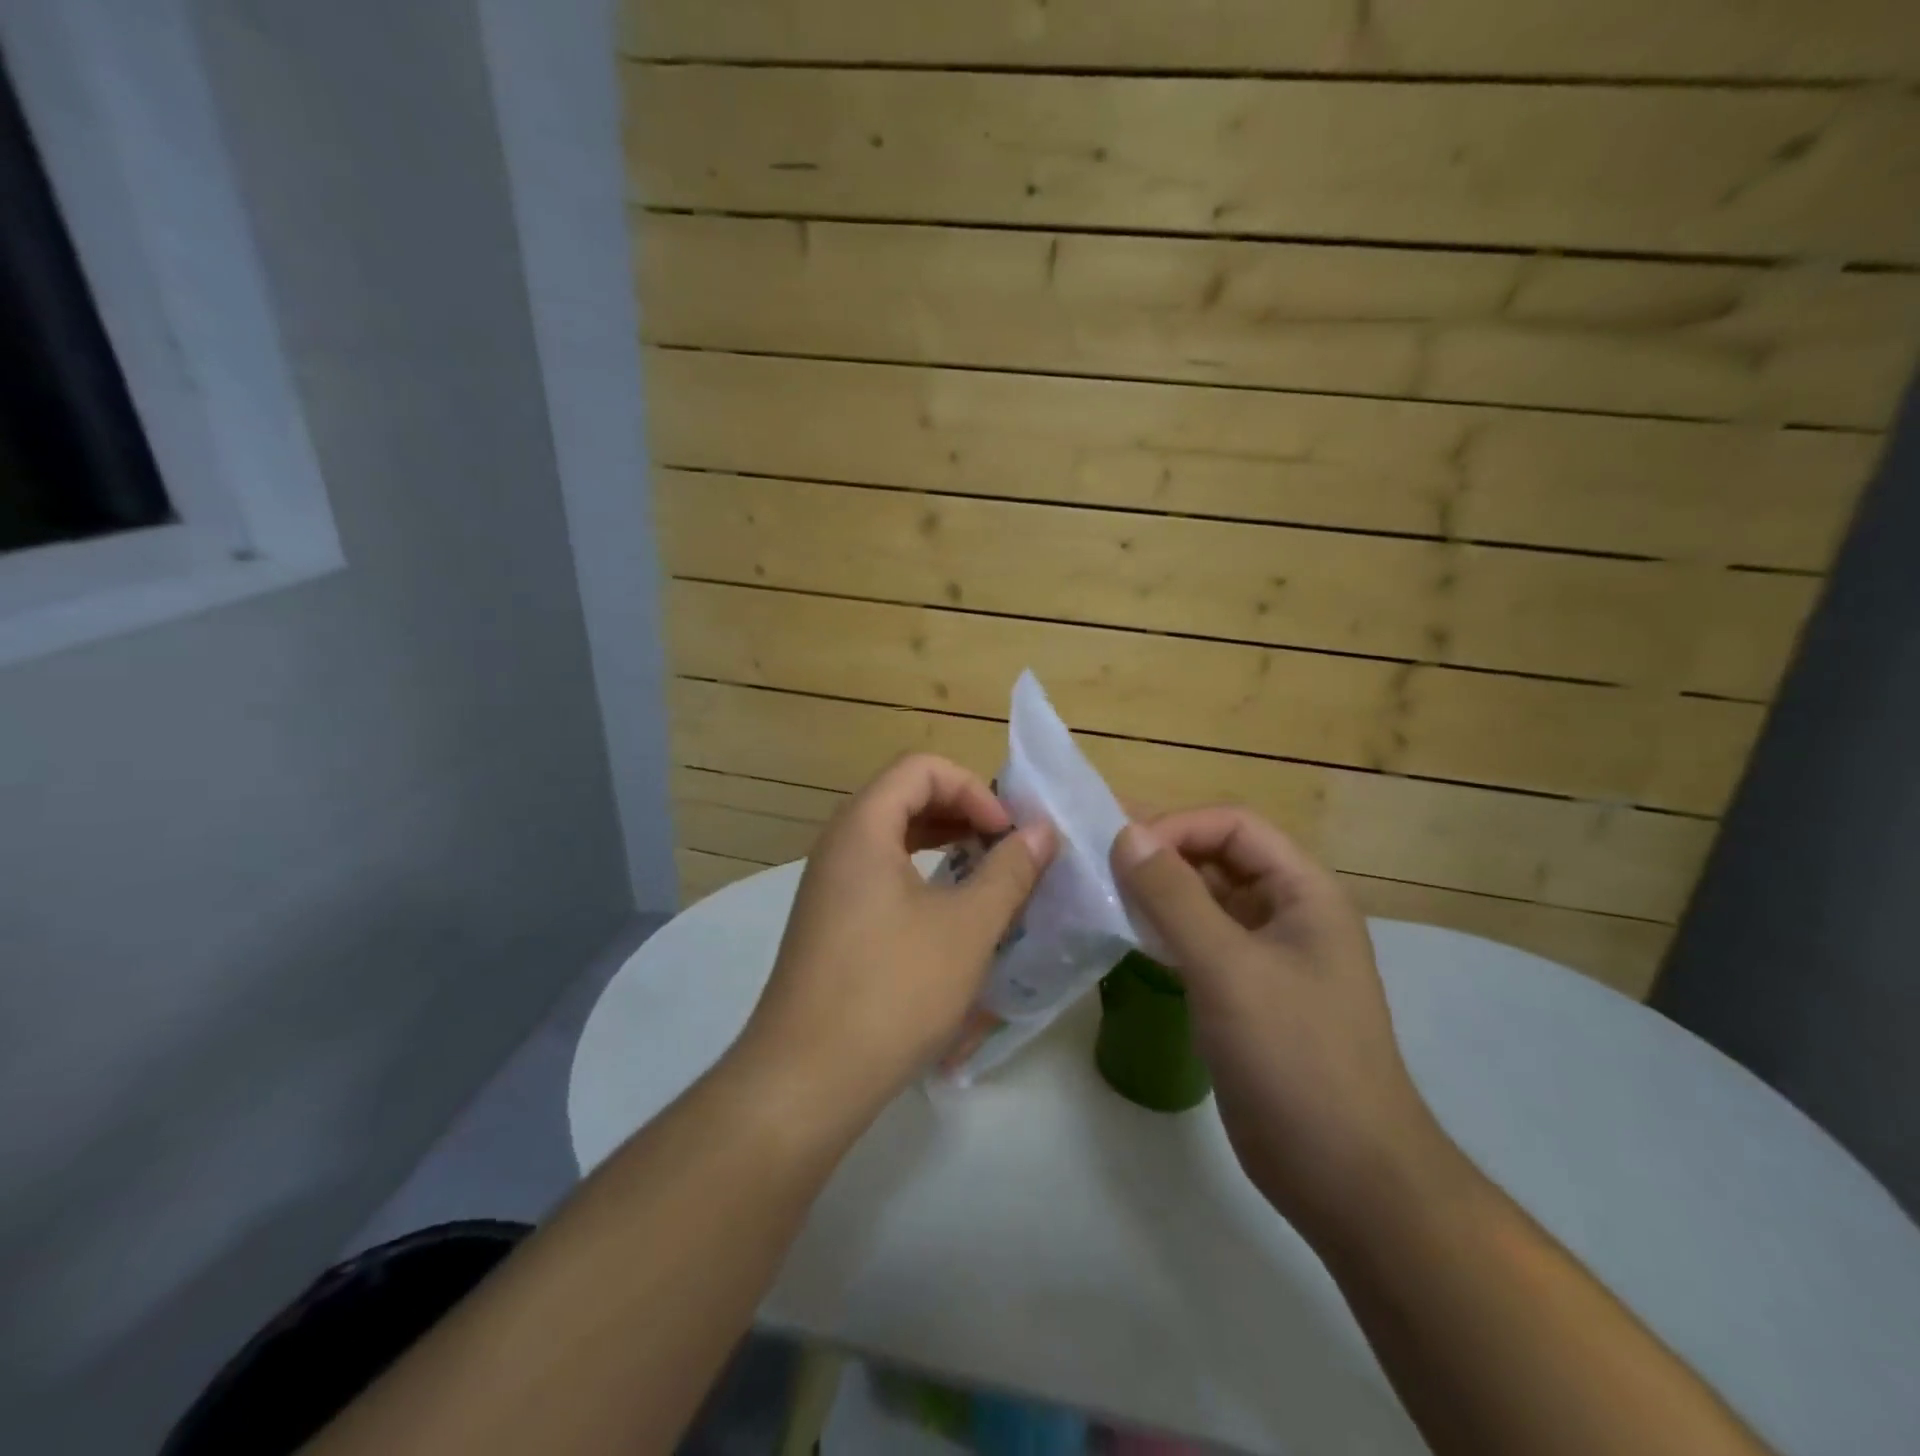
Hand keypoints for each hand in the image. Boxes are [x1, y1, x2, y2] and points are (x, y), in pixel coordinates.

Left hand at [736, 755, 1055, 1124]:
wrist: (807, 1079)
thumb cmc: (893, 990)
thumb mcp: (966, 927)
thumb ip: (1009, 871)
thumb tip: (1041, 832)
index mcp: (863, 828)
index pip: (921, 769)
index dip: (973, 788)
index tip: (1007, 834)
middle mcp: (838, 845)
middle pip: (904, 797)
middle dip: (962, 812)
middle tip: (1005, 848)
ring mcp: (829, 886)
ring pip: (893, 838)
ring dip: (944, 844)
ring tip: (986, 875)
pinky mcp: (830, 922)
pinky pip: (881, 874)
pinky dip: (921, 877)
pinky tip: (951, 915)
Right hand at [1111, 807, 1459, 1245]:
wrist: (1347, 1177)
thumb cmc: (1295, 1058)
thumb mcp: (1228, 969)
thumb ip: (1174, 897)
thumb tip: (1126, 834)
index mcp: (1304, 893)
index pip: (1234, 827)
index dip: (1178, 827)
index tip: (1122, 851)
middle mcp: (1289, 914)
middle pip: (1220, 859)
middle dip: (1163, 856)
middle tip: (1099, 865)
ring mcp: (1268, 957)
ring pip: (1207, 903)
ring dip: (1159, 894)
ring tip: (1104, 895)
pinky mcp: (1247, 995)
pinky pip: (1201, 944)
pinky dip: (1165, 933)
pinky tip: (1128, 939)